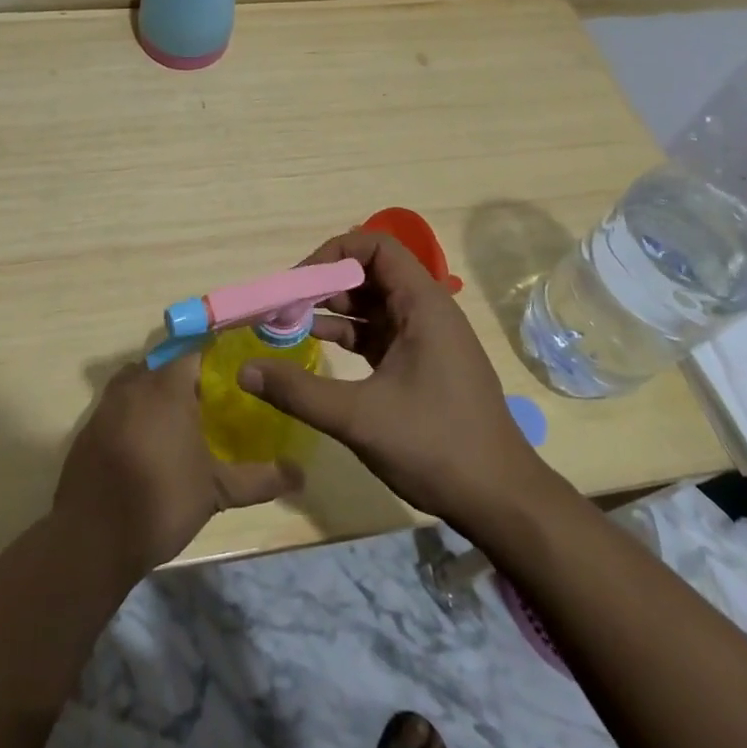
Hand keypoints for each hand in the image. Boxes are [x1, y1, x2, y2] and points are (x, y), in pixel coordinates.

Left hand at [53, 354, 301, 581]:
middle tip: (212, 402)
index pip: (194, 352)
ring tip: (182, 423)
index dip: (215, 359)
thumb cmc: (161, 501)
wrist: (92, 539)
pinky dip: (135, 415)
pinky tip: (150, 445)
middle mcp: (134, 384)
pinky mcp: (89, 428)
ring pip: (139, 383)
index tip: (234, 373)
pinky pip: (119, 406)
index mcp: (167, 386)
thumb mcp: (217, 491)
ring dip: (158, 394)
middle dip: (187, 379)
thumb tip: (301, 475)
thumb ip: (259, 479)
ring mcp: (107, 405)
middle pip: (165, 365)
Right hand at [238, 230, 548, 522]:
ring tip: (291, 325)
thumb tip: (245, 371)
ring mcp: (426, 338)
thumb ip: (299, 392)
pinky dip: (349, 335)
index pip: (376, 247)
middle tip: (285, 306)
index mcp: (422, 304)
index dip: (334, 254)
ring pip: (373, 304)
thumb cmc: (436, 446)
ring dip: (334, 310)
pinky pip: (379, 333)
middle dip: (326, 284)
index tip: (300, 282)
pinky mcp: (422, 363)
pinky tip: (317, 348)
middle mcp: (426, 311)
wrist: (502, 501)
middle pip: (371, 273)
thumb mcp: (360, 418)